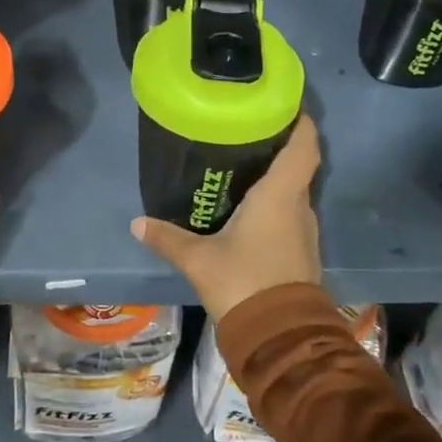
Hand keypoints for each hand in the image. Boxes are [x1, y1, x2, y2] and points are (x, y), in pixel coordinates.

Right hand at [129, 114, 322, 319]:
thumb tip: (137, 223)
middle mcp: (299, 207)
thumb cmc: (243, 282)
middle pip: (297, 166)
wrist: (279, 336)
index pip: (304, 146)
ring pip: (294, 193)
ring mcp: (304, 232)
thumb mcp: (198, 259)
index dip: (300, 122)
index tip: (284, 105)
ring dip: (275, 180)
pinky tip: (247, 211)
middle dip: (277, 148)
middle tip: (245, 135)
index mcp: (280, 196)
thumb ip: (167, 238)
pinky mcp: (302, 253)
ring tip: (242, 169)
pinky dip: (274, 206)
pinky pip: (290, 216)